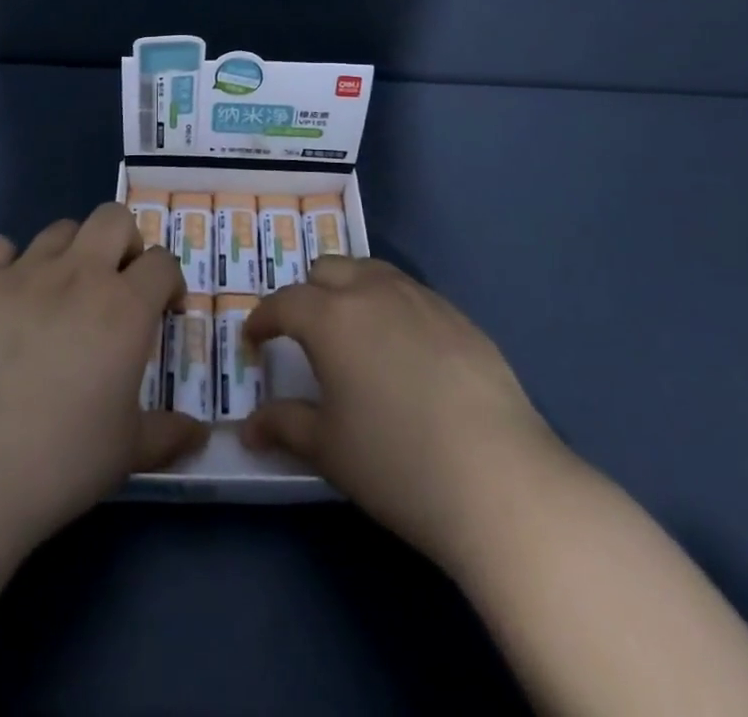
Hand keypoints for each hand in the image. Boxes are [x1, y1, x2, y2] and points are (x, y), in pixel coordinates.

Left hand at [0, 203, 206, 549]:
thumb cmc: (62, 460)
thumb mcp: (128, 451)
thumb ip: (168, 434)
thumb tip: (201, 434)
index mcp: (126, 307)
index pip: (163, 262)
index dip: (170, 281)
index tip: (166, 309)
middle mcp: (80, 274)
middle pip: (114, 218)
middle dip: (125, 242)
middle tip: (119, 283)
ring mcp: (25, 273)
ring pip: (61, 228)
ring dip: (73, 250)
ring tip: (65, 289)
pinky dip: (9, 261)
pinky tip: (9, 294)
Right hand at [241, 257, 572, 578]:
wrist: (498, 478)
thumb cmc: (396, 462)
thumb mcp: (328, 448)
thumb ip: (284, 425)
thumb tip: (248, 427)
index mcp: (332, 317)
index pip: (284, 302)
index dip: (262, 319)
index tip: (254, 339)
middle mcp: (374, 292)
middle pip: (328, 269)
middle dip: (308, 294)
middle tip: (305, 334)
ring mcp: (422, 299)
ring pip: (372, 272)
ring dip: (351, 291)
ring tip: (353, 333)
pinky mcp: (459, 316)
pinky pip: (411, 295)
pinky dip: (392, 307)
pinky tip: (405, 352)